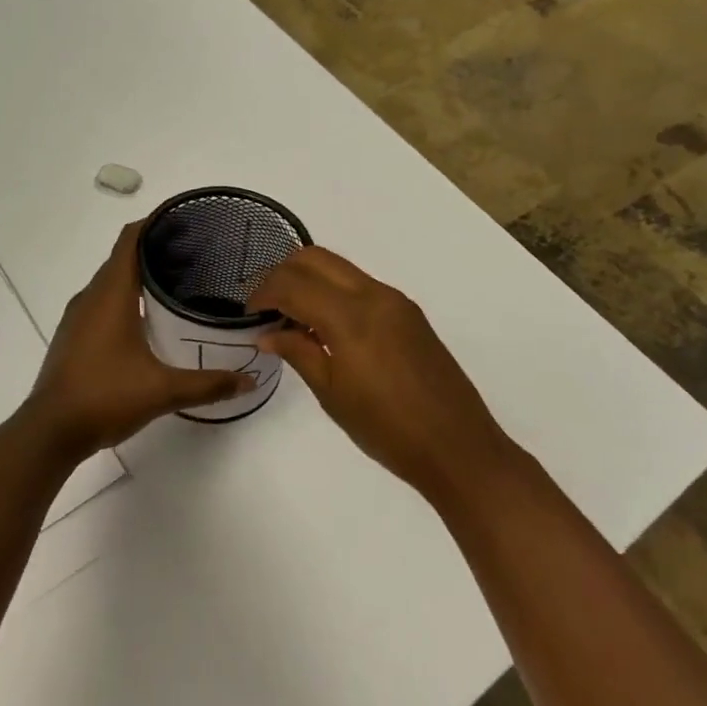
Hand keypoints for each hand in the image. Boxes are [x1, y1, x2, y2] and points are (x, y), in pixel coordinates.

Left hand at [22, 221, 256, 456]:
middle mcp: (91, 296)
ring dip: (139, 274)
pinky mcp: (74, 336)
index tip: (185, 219)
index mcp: (111, 294)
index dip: (154, 222)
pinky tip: (148, 318)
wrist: (50, 431)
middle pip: (122, 256)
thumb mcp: (163, 391)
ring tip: (177, 282)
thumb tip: (249, 380)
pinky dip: (125, 296)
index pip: (130, 239)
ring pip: (111, 281)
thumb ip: (208, 383)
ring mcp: (78, 316)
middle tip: (196, 253)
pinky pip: (102, 301)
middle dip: (155, 248)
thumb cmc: (105, 397)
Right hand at [249, 247, 509, 497]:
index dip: (264, 293)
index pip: (293, 284)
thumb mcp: (332, 394)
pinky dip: (333, 292)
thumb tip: (268, 333)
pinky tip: (325, 327)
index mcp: (351, 316)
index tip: (249, 314)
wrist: (458, 447)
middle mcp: (374, 295)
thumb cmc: (387, 429)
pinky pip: (360, 284)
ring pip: (340, 268)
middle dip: (283, 274)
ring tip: (292, 317)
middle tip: (267, 306)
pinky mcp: (408, 312)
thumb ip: (298, 352)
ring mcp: (395, 300)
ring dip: (309, 280)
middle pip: (316, 258)